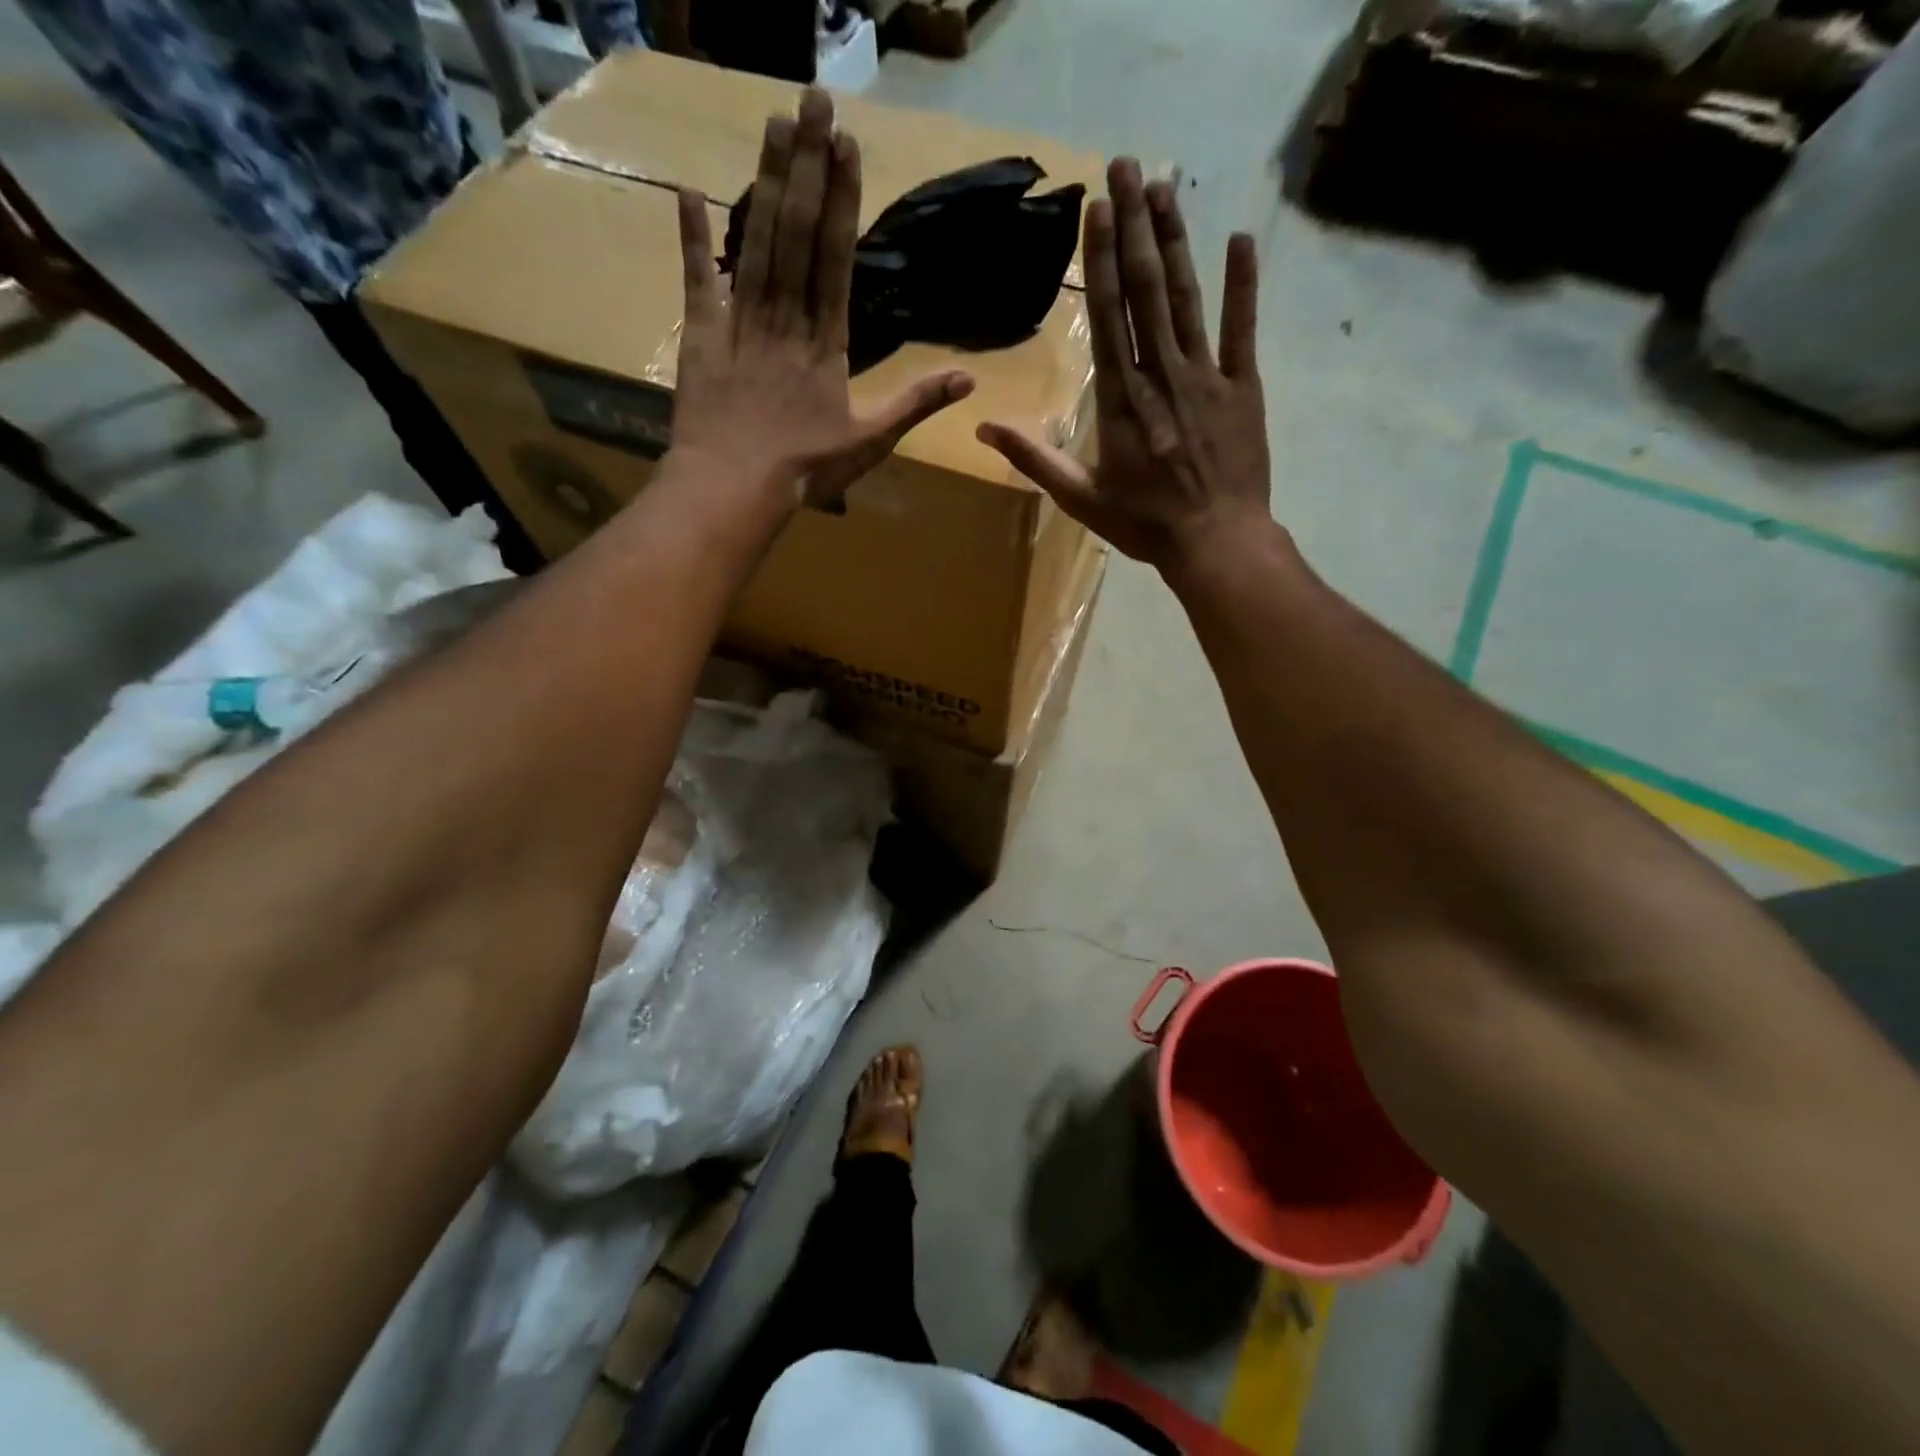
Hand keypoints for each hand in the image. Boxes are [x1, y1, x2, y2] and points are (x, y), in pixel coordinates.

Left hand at [670, 88, 973, 512]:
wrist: (734, 488)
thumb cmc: (807, 469)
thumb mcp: (871, 442)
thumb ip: (916, 404)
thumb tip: (969, 379)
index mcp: (826, 343)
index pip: (836, 260)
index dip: (842, 201)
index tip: (846, 145)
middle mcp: (784, 320)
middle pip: (796, 235)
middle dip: (806, 167)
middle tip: (811, 99)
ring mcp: (740, 324)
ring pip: (755, 244)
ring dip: (765, 182)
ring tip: (774, 123)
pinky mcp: (702, 338)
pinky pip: (697, 282)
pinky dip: (691, 239)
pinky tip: (686, 190)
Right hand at [975, 158, 1269, 570]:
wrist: (1215, 542)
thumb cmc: (1144, 523)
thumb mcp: (1080, 498)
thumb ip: (1034, 459)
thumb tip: (984, 429)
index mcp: (1121, 399)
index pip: (1106, 315)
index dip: (1100, 258)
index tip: (1097, 206)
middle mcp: (1161, 373)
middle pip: (1146, 290)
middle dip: (1135, 226)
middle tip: (1128, 163)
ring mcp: (1207, 376)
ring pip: (1188, 298)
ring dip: (1176, 240)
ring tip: (1165, 186)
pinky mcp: (1243, 387)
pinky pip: (1243, 328)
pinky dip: (1242, 284)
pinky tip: (1239, 239)